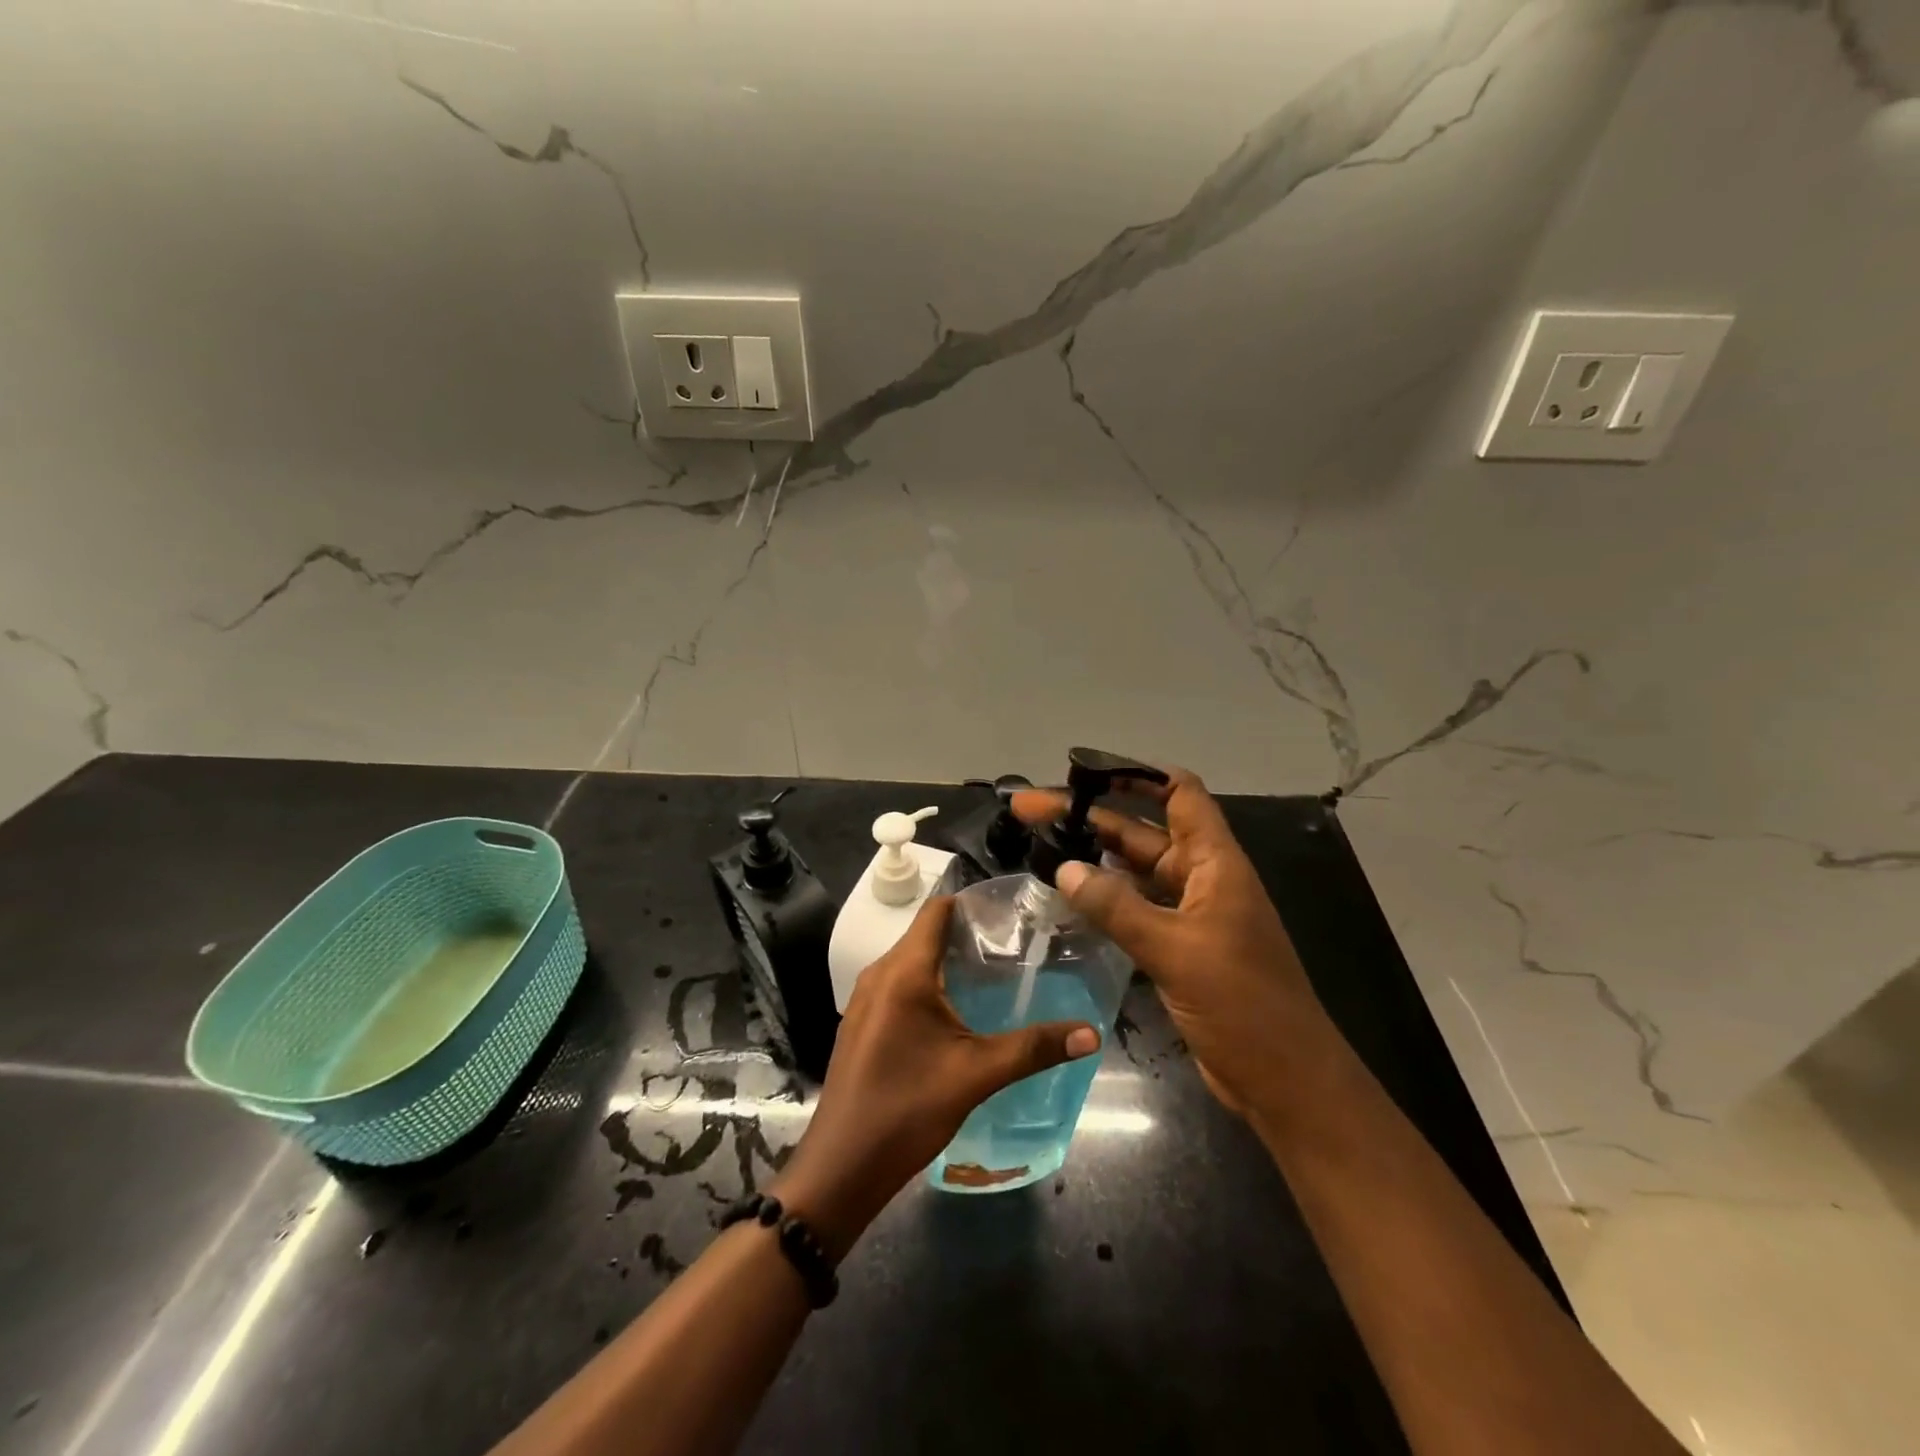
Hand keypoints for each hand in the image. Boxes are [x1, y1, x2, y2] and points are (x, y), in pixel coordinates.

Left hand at [772, 896, 1098, 1258]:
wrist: (842, 1167)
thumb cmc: (907, 1110)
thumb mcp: (976, 1075)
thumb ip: (1034, 1048)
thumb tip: (1091, 1033)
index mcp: (903, 972)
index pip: (937, 910)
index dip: (973, 903)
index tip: (1012, 911)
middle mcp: (879, 974)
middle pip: (925, 934)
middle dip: (968, 934)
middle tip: (1016, 945)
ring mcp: (865, 999)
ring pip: (912, 961)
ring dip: (948, 961)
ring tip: (995, 975)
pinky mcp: (862, 1023)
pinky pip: (899, 985)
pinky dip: (929, 984)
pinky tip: (958, 1011)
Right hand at [1012, 766, 1322, 1118]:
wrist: (1286, 1081)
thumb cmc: (1243, 1005)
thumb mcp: (1176, 950)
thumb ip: (1118, 908)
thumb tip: (1065, 869)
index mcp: (1215, 863)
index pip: (1179, 793)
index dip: (1136, 774)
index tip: (1084, 770)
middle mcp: (1201, 879)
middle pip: (1142, 831)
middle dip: (1090, 817)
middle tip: (1030, 811)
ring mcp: (1189, 914)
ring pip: (1134, 871)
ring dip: (1093, 857)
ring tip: (1040, 846)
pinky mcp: (1178, 947)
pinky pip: (1134, 908)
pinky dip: (1103, 897)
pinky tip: (1068, 896)